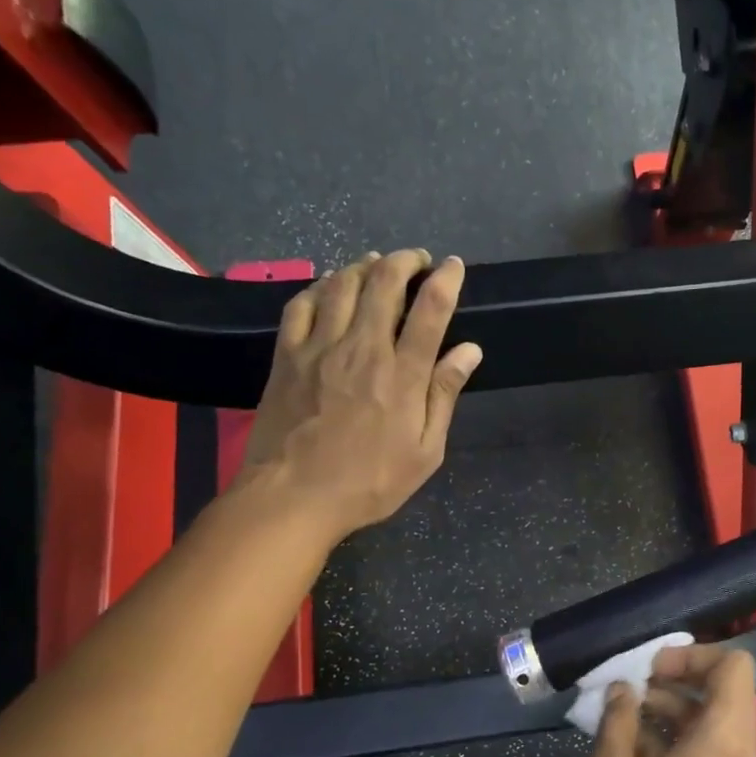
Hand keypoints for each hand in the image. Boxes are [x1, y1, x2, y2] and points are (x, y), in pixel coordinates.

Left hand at [238, 249, 480, 538]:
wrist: (293, 497)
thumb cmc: (369, 482)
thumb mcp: (424, 452)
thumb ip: (444, 396)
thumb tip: (469, 350)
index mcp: (403, 375)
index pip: (430, 310)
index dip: (446, 280)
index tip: (454, 266)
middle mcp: (363, 348)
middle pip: (384, 284)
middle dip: (405, 261)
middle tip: (417, 260)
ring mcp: (320, 347)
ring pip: (343, 284)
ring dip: (365, 265)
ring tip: (377, 263)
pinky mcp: (287, 355)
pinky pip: (302, 303)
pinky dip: (321, 285)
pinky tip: (330, 285)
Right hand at [584, 643, 755, 756]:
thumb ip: (618, 721)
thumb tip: (622, 690)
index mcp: (724, 742)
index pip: (733, 666)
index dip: (692, 655)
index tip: (650, 669)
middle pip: (727, 691)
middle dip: (679, 680)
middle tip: (633, 687)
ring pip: (718, 721)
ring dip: (676, 708)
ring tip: (625, 715)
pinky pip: (713, 751)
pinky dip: (681, 737)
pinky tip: (635, 747)